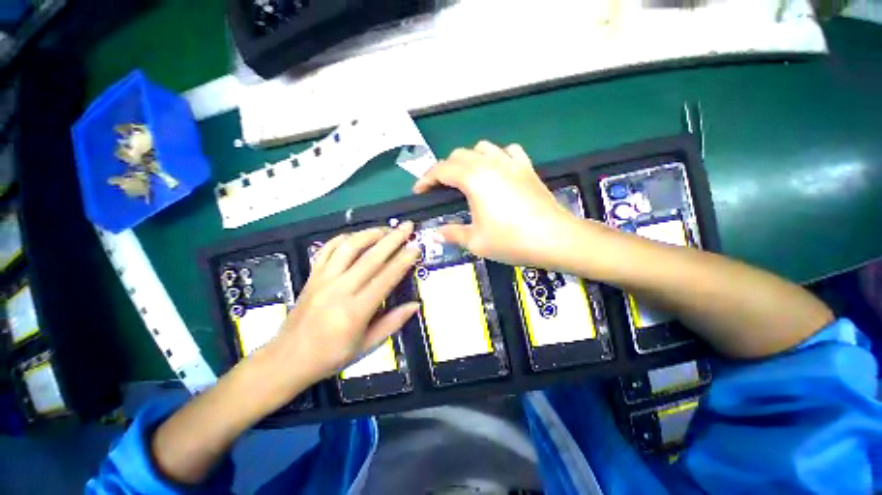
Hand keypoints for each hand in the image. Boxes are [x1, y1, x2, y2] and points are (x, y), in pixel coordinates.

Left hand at [264, 223, 420, 392]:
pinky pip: (327, 249)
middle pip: (371, 257)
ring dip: (370, 234)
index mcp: (355, 311)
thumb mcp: (367, 346)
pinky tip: (357, 236)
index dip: (403, 260)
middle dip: (393, 239)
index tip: (416, 246)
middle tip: (407, 226)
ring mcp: (323, 279)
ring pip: (349, 247)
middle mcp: (339, 290)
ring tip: (386, 229)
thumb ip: (393, 322)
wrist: (288, 358)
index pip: (386, 278)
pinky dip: (343, 238)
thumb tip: (415, 305)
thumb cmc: (331, 356)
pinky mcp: (312, 275)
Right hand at [413, 141, 583, 267]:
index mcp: (474, 179)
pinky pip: (507, 152)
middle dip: (444, 169)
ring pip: (482, 148)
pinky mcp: (527, 168)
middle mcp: (490, 164)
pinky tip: (496, 171)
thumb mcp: (476, 242)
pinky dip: (496, 157)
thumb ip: (453, 234)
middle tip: (439, 189)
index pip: (441, 170)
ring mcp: (511, 163)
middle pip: (458, 155)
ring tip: (465, 178)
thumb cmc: (512, 241)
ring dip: (468, 160)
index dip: (426, 179)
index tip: (418, 191)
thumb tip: (437, 234)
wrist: (556, 238)